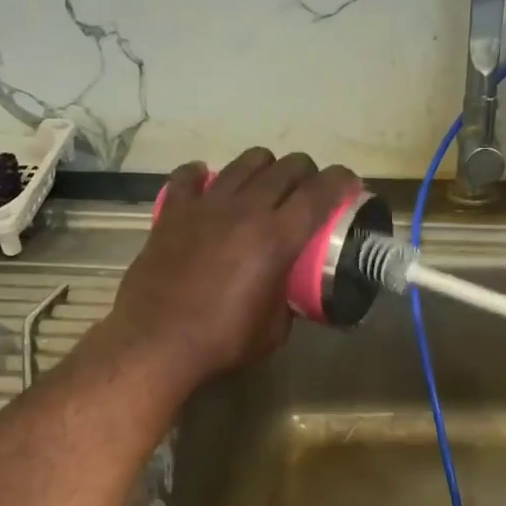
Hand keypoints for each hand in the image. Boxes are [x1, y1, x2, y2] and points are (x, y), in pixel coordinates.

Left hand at [105, 148, 358, 390]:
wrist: (156, 343)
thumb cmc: (221, 341)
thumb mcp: (275, 330)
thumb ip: (287, 299)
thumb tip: (286, 289)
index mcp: (276, 238)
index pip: (320, 192)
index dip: (341, 181)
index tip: (348, 185)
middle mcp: (245, 210)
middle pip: (287, 167)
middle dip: (306, 173)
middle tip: (307, 192)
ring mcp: (205, 206)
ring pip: (244, 162)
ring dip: (264, 168)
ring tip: (264, 186)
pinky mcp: (172, 212)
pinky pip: (189, 177)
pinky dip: (202, 175)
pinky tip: (207, 183)